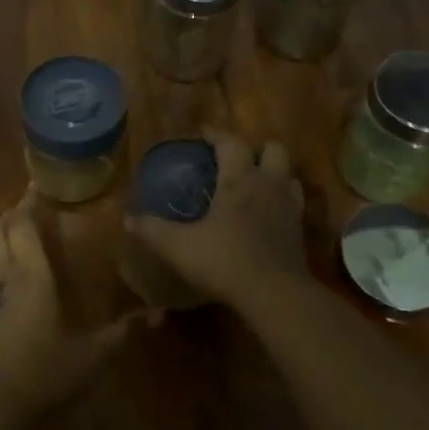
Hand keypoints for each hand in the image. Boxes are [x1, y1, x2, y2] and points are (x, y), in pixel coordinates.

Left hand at [0, 192, 146, 425]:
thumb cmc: (45, 375)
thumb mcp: (91, 357)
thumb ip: (121, 333)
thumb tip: (157, 315)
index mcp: (32, 278)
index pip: (23, 227)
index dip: (28, 205)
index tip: (37, 188)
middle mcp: (4, 277)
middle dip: (11, 213)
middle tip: (28, 206)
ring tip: (11, 229)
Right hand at [124, 127, 307, 309]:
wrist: (274, 294)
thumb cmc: (224, 260)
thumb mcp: (178, 246)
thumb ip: (153, 230)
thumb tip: (128, 220)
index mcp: (239, 179)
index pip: (232, 142)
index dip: (217, 135)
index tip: (203, 135)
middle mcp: (268, 184)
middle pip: (273, 149)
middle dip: (255, 150)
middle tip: (235, 162)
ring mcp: (289, 206)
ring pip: (288, 175)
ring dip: (273, 174)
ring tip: (253, 186)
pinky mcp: (300, 230)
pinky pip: (294, 203)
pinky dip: (281, 202)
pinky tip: (267, 215)